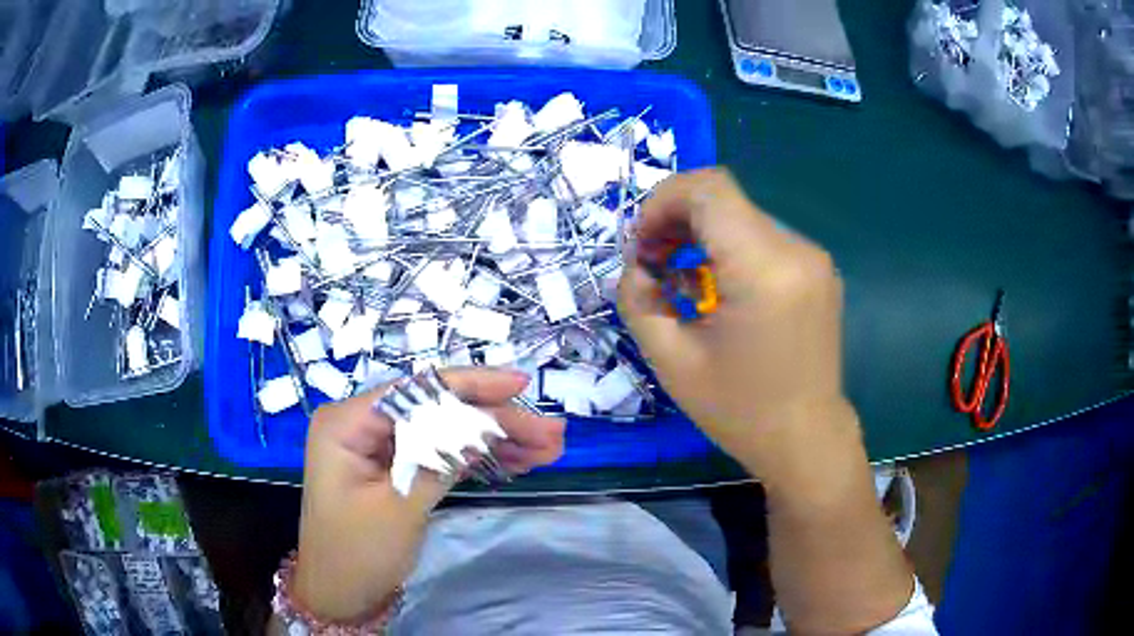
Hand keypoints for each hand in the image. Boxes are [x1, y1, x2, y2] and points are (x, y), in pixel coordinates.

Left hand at [292, 367, 564, 620]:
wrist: (340, 593)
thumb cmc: (356, 552)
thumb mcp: (398, 507)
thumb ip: (438, 461)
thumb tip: (484, 423)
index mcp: (348, 422)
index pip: (417, 391)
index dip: (472, 385)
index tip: (521, 387)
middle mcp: (364, 425)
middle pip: (438, 411)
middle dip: (496, 421)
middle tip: (550, 434)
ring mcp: (382, 447)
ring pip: (447, 432)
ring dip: (496, 441)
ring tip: (547, 449)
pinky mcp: (398, 468)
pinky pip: (441, 454)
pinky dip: (478, 458)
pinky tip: (517, 462)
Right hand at [619, 169, 855, 485]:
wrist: (807, 440)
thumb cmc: (740, 411)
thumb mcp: (672, 362)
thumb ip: (639, 301)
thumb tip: (636, 267)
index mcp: (764, 270)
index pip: (708, 189)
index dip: (663, 202)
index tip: (642, 245)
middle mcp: (796, 250)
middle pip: (724, 199)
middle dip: (676, 219)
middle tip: (652, 263)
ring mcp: (813, 259)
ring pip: (742, 216)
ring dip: (702, 235)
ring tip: (682, 280)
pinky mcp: (818, 271)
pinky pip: (763, 238)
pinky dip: (729, 249)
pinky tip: (718, 289)